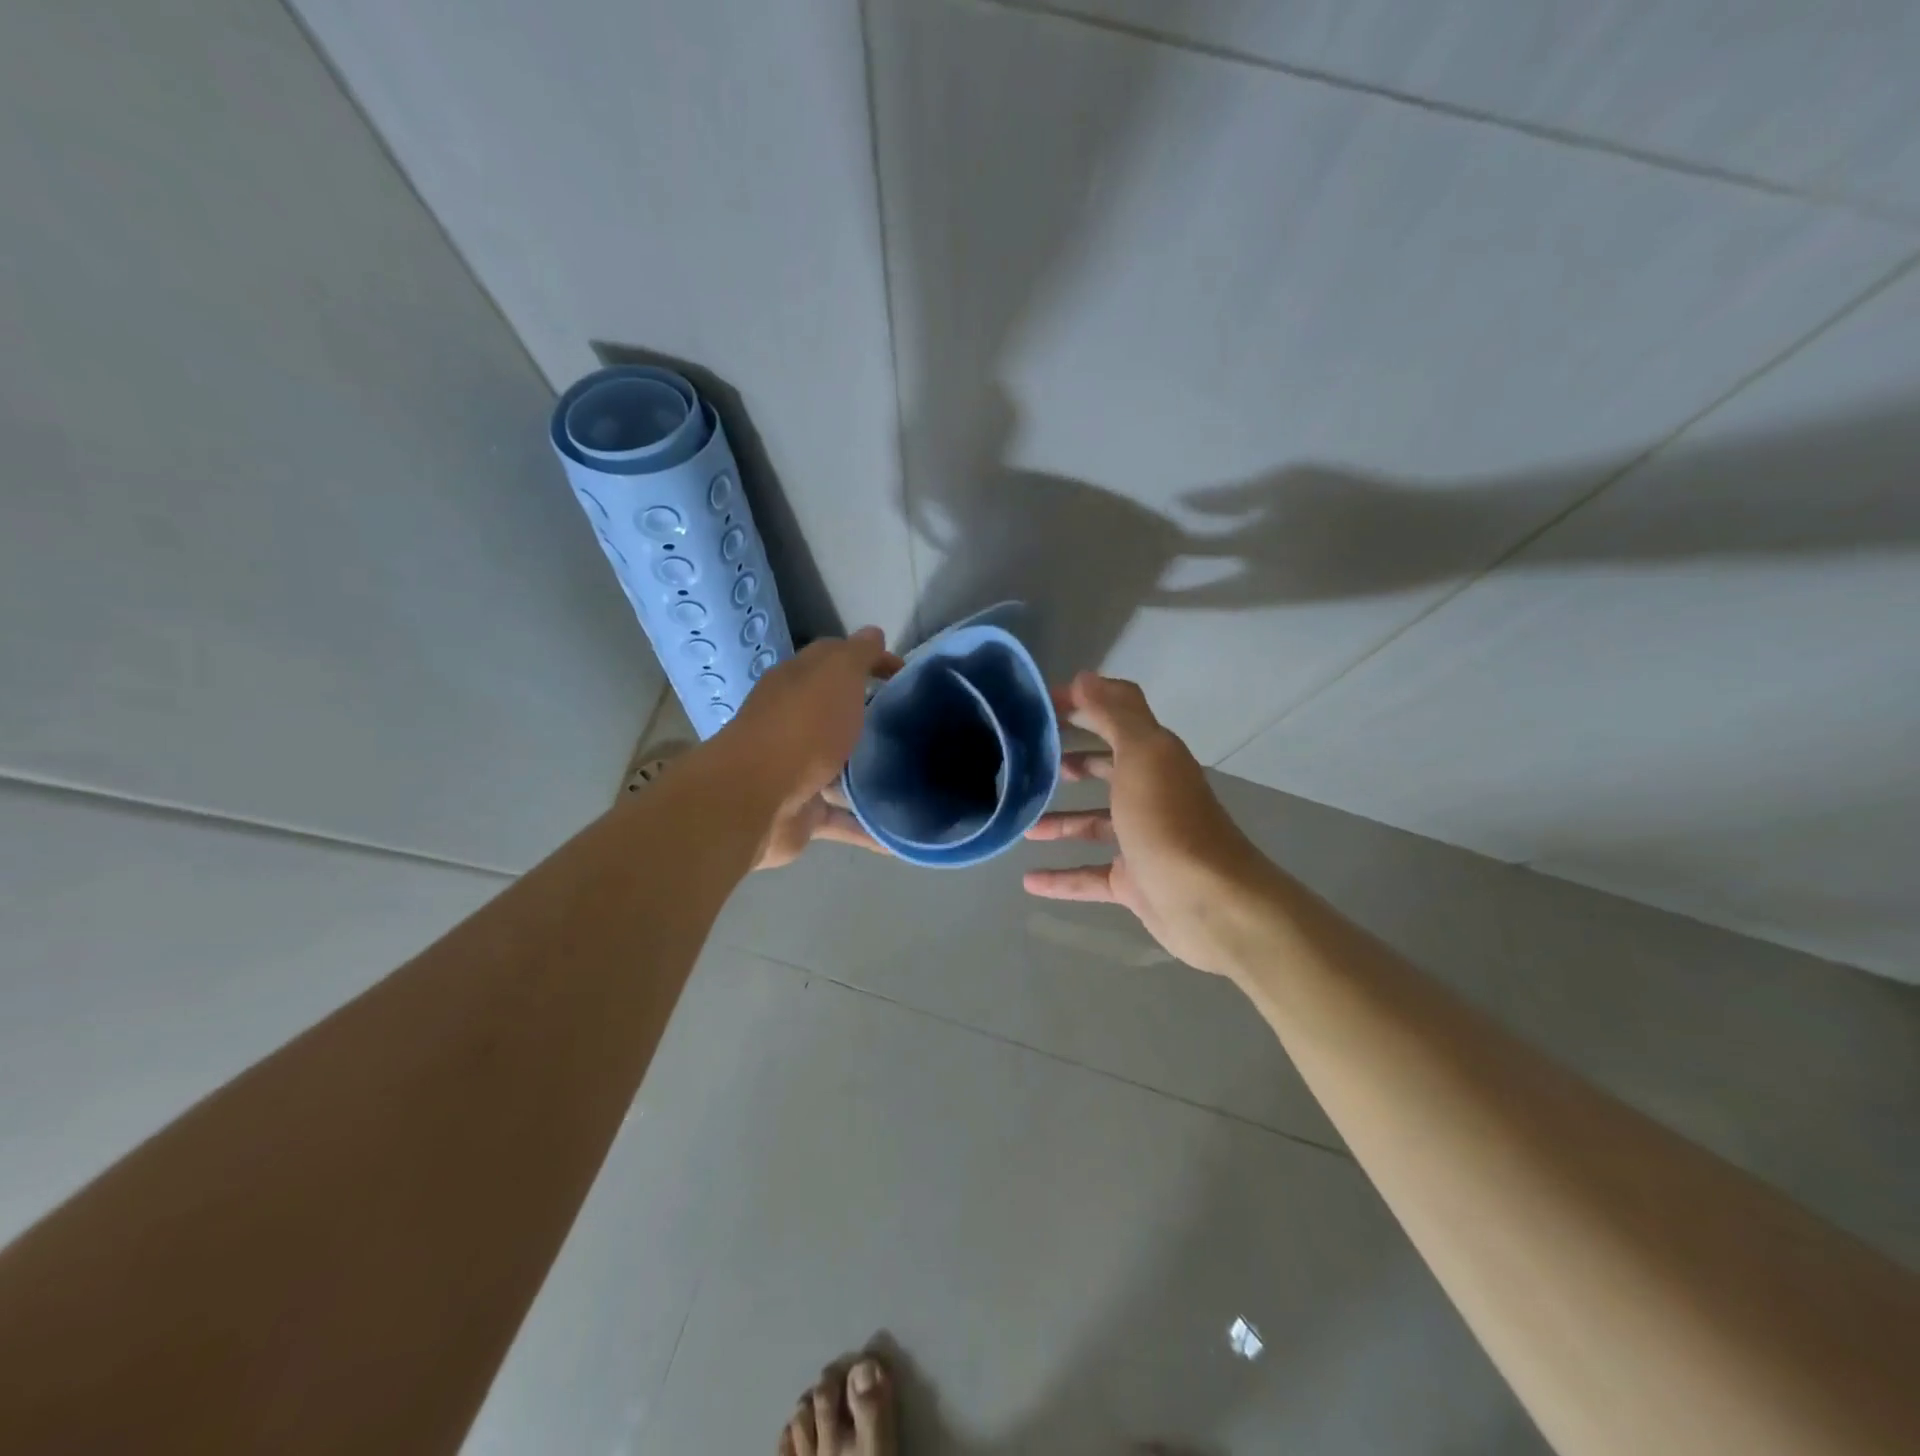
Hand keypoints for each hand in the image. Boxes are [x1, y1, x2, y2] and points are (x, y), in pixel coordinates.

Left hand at [716, 627, 901, 869]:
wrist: (756, 798)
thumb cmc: (801, 728)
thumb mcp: (836, 675)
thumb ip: (857, 655)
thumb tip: (873, 634)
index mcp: (797, 686)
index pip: (836, 663)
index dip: (871, 663)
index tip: (906, 678)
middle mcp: (793, 725)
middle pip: (836, 717)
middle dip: (870, 720)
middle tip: (915, 727)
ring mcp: (797, 772)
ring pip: (839, 771)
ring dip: (869, 775)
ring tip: (914, 778)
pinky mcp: (803, 815)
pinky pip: (842, 821)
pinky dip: (867, 828)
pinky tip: (898, 836)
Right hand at [1023, 672, 1276, 975]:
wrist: (1210, 902)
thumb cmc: (1169, 820)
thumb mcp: (1142, 755)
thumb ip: (1115, 714)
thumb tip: (1085, 676)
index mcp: (1154, 757)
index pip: (1114, 717)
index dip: (1079, 705)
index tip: (1037, 705)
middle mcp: (1150, 793)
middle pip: (1106, 769)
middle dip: (1072, 762)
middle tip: (1030, 762)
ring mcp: (1142, 840)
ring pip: (1095, 824)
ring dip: (1061, 822)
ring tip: (1023, 824)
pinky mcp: (1134, 882)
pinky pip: (1090, 876)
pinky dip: (1062, 878)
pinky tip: (1029, 880)